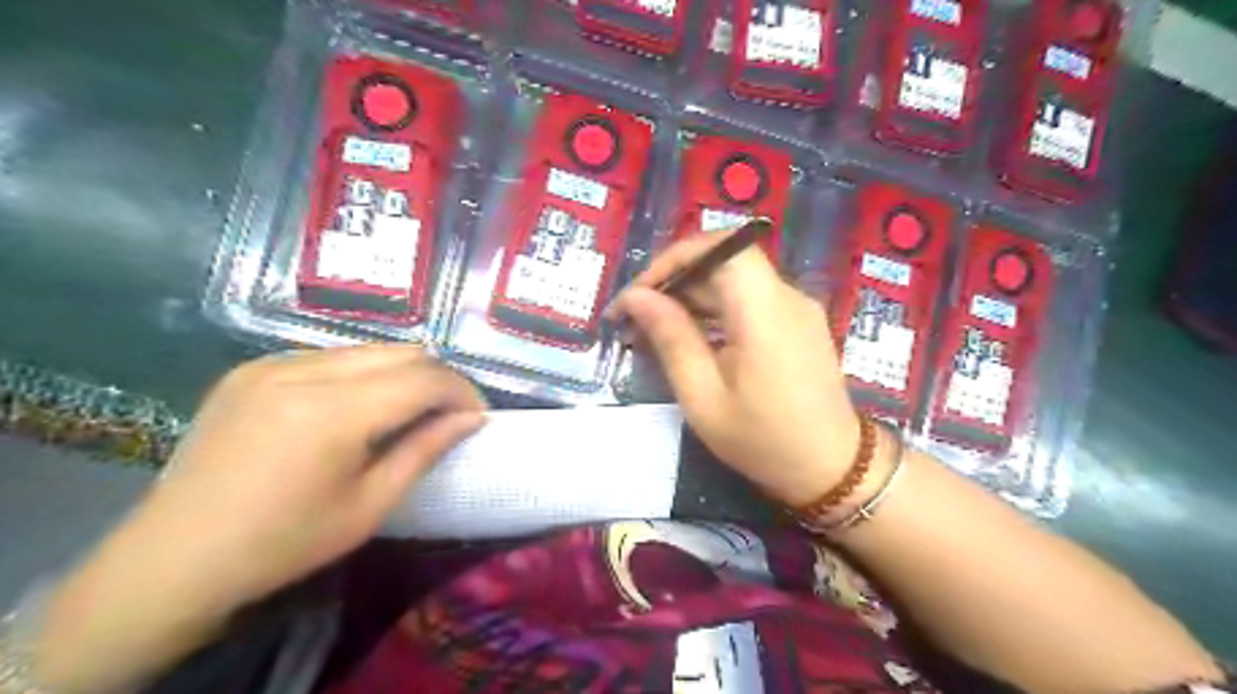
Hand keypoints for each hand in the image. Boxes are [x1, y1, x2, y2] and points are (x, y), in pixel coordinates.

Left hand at [149, 345, 487, 606]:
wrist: (173, 558)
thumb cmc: (283, 544)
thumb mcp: (370, 505)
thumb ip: (426, 450)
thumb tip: (472, 419)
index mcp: (332, 412)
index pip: (424, 377)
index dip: (462, 392)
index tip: (477, 417)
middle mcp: (302, 370)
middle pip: (401, 351)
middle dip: (437, 379)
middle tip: (449, 414)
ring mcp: (271, 363)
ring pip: (368, 348)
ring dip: (402, 373)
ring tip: (408, 411)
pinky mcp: (251, 368)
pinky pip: (330, 356)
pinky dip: (362, 374)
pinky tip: (357, 408)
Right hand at [609, 231, 862, 507]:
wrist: (834, 470)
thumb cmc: (763, 441)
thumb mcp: (703, 398)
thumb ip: (671, 338)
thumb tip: (636, 297)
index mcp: (764, 311)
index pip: (719, 247)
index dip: (673, 260)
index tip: (638, 294)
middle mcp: (786, 296)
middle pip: (724, 260)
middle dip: (675, 280)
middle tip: (635, 317)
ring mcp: (796, 307)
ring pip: (734, 279)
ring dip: (691, 295)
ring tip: (654, 329)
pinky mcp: (798, 321)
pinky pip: (749, 298)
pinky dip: (714, 308)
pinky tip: (691, 337)